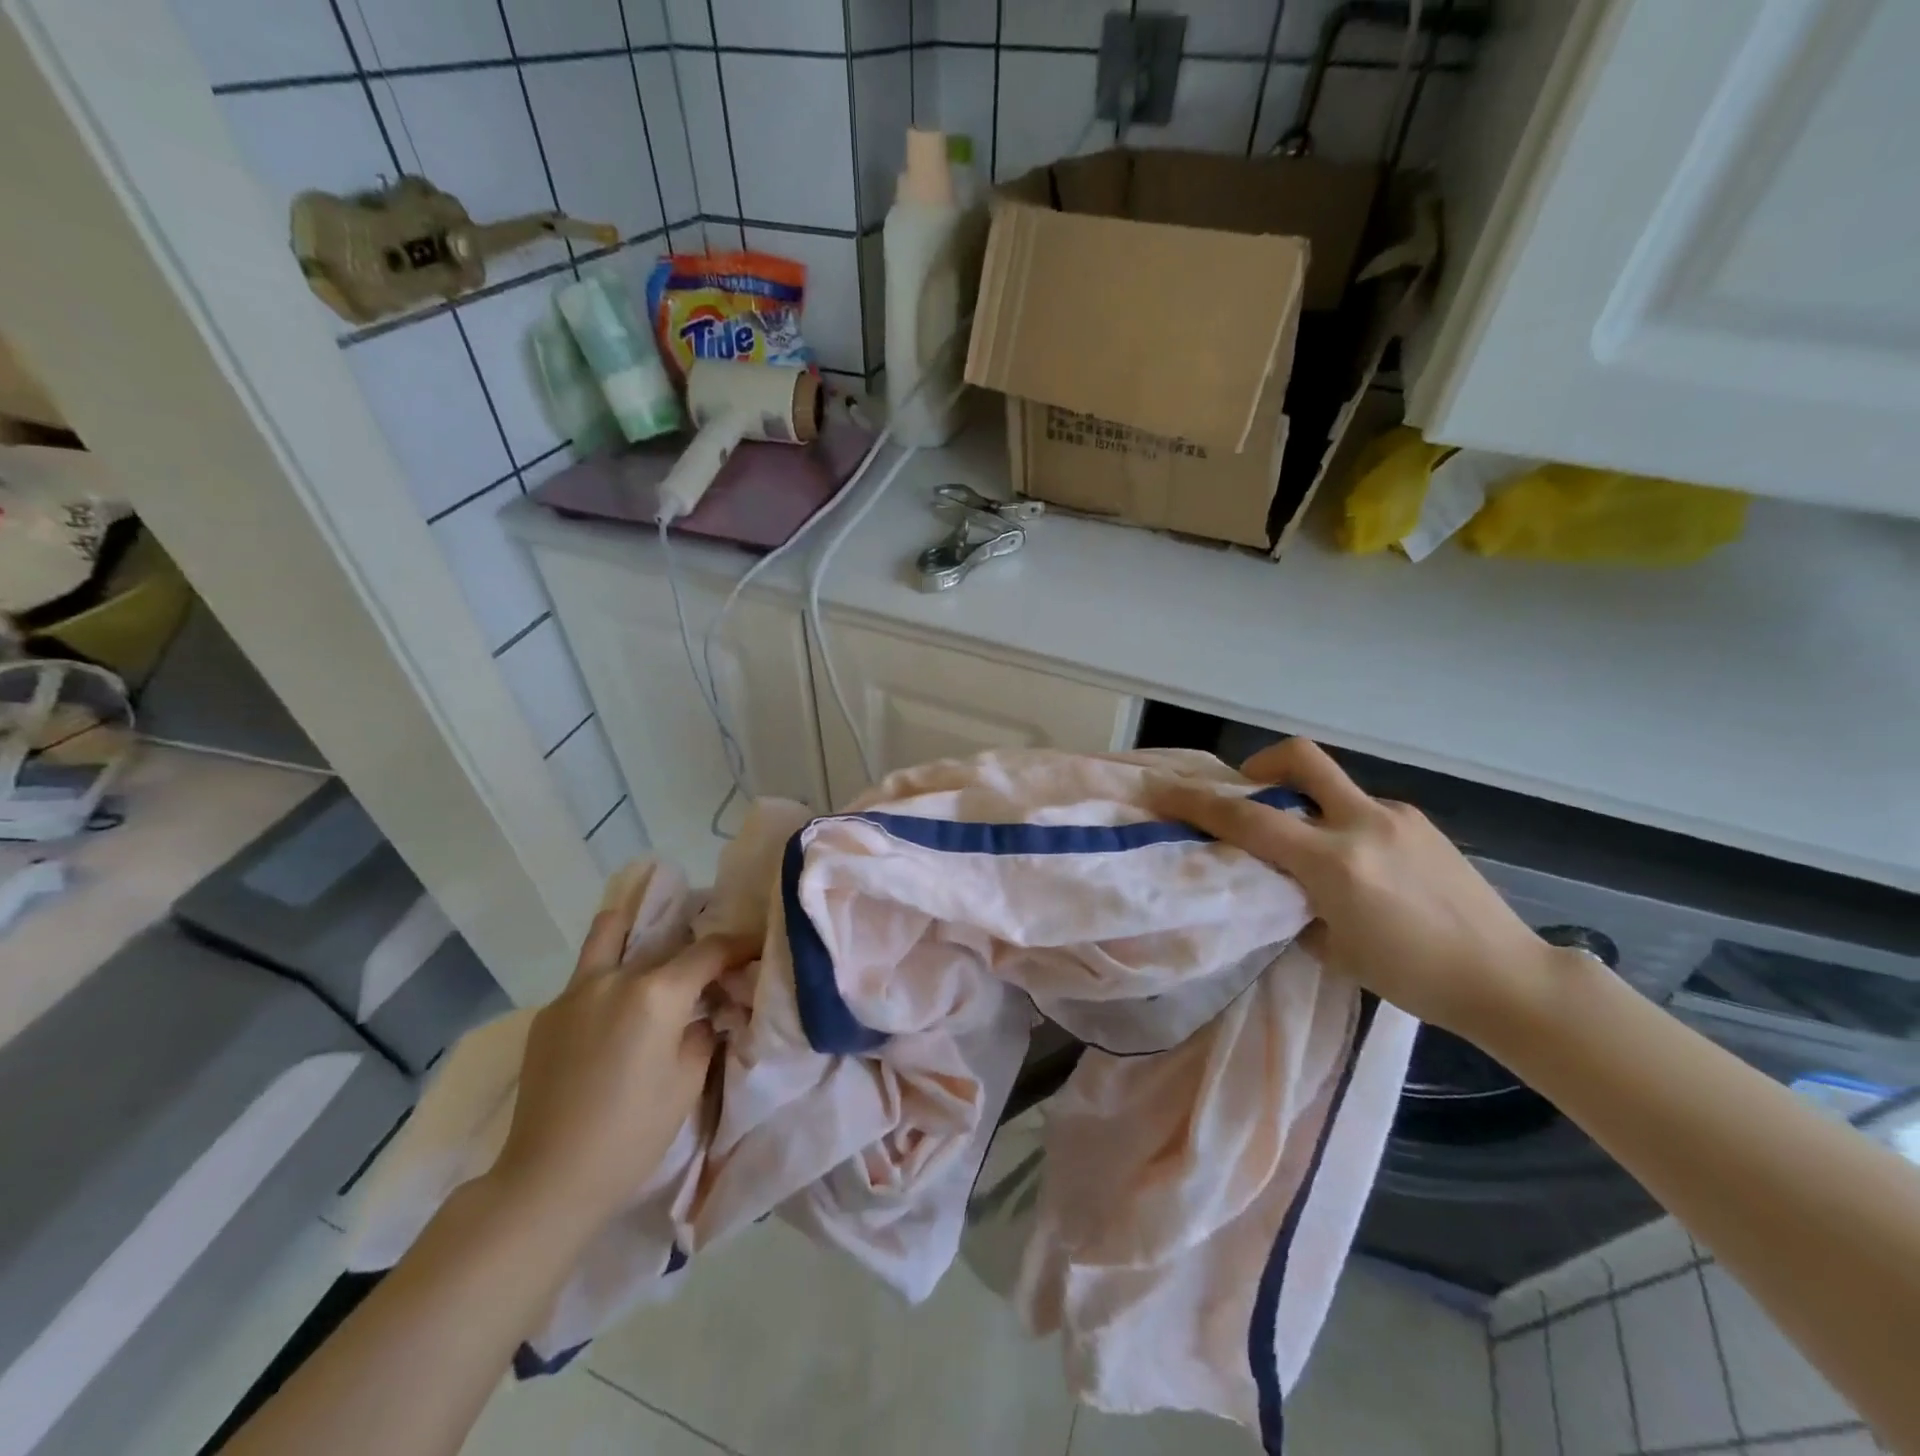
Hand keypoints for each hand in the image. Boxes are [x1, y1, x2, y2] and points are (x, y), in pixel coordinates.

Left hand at [485, 867, 755, 1237]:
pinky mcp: (548, 1013)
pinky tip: (617, 1014)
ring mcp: (574, 991)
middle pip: (665, 939)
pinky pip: (588, 977)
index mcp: (656, 993)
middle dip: (693, 945)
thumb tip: (707, 1010)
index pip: (710, 950)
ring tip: (655, 956)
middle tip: (709, 965)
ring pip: (611, 934)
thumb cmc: (632, 1133)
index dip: (741, 944)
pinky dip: (611, 979)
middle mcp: (615, 977)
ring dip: (638, 934)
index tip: (757, 946)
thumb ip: (703, 1030)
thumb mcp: (688, 1080)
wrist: (548, 1179)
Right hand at [1148, 739, 1558, 1038]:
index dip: (1200, 802)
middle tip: (1248, 791)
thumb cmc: (1413, 976)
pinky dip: (1339, 823)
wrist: (1508, 977)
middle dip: (1262, 762)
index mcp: (1334, 863)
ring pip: (1331, 786)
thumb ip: (1294, 905)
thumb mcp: (1333, 950)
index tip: (1166, 789)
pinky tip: (1356, 866)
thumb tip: (1275, 882)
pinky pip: (1361, 809)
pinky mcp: (1420, 822)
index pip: (1250, 819)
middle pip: (1300, 759)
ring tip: (1307, 848)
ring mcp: (1397, 817)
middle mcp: (1363, 824)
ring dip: (1304, 801)